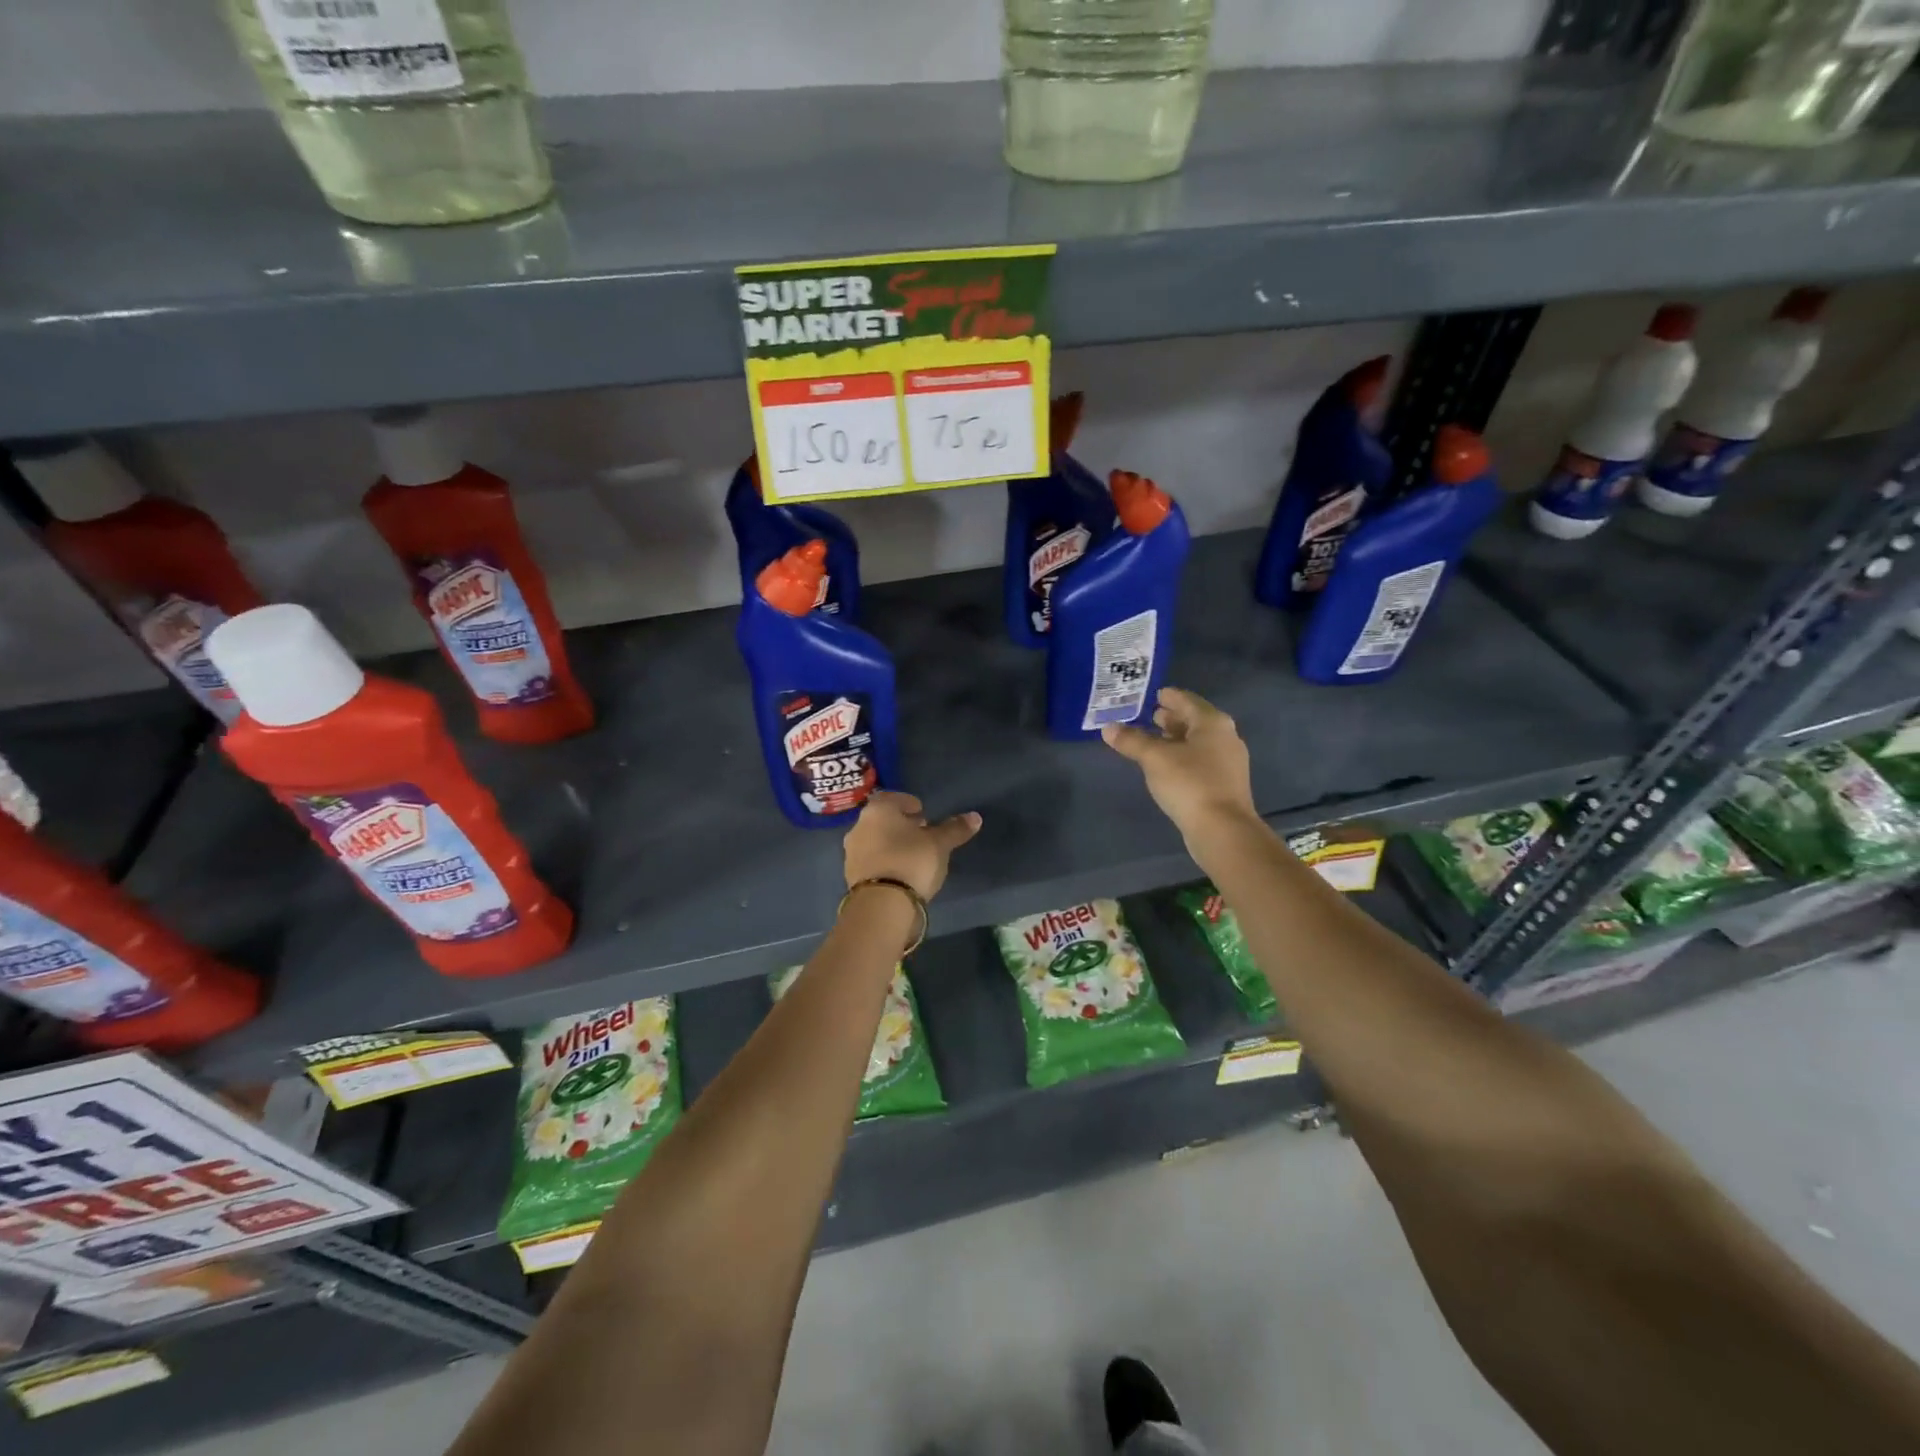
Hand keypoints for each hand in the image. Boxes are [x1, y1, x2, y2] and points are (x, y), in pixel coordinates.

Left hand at [843, 792, 981, 901]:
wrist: (881, 905)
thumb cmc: (911, 861)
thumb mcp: (939, 844)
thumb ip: (955, 829)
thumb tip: (975, 817)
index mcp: (878, 810)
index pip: (892, 797)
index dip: (909, 803)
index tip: (923, 812)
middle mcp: (859, 826)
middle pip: (882, 819)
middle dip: (901, 824)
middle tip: (921, 832)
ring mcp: (852, 853)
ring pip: (875, 840)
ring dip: (891, 843)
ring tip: (913, 855)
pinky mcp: (851, 877)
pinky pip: (871, 861)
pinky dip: (885, 862)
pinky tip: (900, 872)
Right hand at [1102, 687, 1259, 846]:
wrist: (1222, 829)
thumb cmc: (1189, 783)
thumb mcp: (1154, 758)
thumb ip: (1131, 740)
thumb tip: (1108, 727)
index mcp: (1212, 722)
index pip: (1187, 700)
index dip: (1169, 696)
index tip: (1154, 694)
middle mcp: (1225, 737)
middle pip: (1195, 720)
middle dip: (1172, 718)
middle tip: (1150, 716)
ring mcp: (1228, 762)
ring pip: (1199, 742)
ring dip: (1177, 738)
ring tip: (1154, 739)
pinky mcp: (1225, 784)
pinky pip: (1201, 760)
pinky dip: (1183, 756)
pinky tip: (1167, 765)